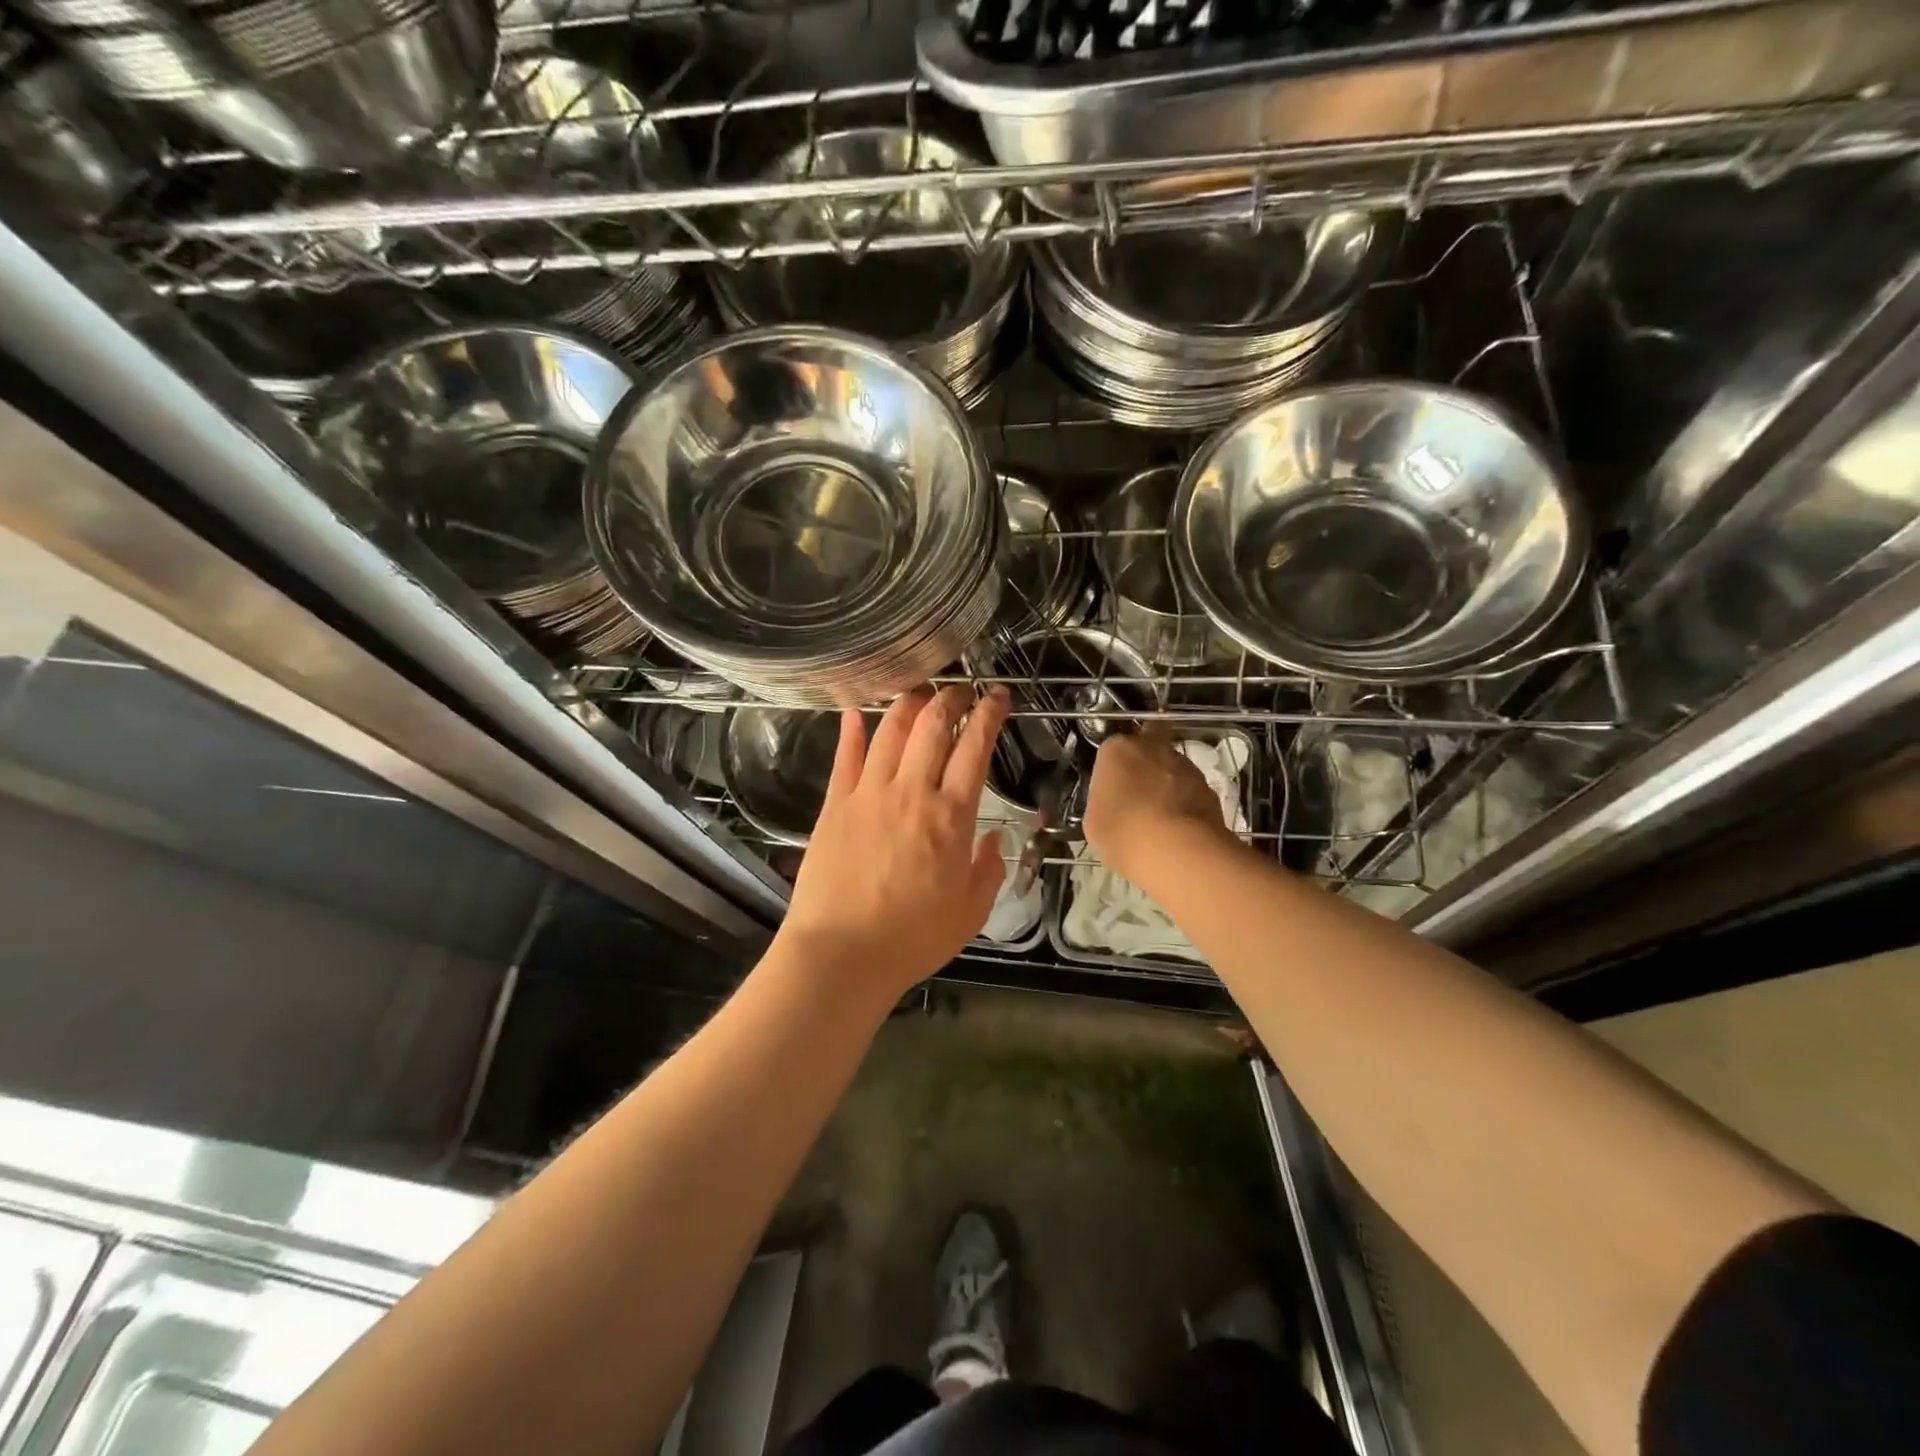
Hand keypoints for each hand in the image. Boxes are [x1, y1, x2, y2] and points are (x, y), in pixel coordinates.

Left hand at [777, 684, 1010, 1000]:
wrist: (842, 955)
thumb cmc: (913, 939)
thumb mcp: (971, 912)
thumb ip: (988, 870)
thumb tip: (995, 838)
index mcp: (951, 817)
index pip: (974, 749)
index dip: (989, 715)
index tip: (998, 695)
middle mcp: (911, 793)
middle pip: (932, 727)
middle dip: (950, 698)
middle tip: (960, 689)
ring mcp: (868, 795)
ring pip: (890, 732)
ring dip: (908, 705)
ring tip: (919, 691)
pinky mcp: (834, 806)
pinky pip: (845, 759)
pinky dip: (852, 731)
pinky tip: (856, 711)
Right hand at [1083, 728, 1229, 886]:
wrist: (1177, 852)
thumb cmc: (1122, 832)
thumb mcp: (1094, 820)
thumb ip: (1104, 800)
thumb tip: (1114, 803)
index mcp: (1118, 750)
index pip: (1112, 748)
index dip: (1113, 767)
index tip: (1112, 787)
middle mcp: (1153, 748)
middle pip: (1149, 744)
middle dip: (1145, 760)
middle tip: (1138, 789)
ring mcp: (1186, 766)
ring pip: (1174, 766)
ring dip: (1168, 782)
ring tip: (1161, 815)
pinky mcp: (1209, 789)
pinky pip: (1191, 790)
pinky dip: (1186, 802)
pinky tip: (1179, 827)